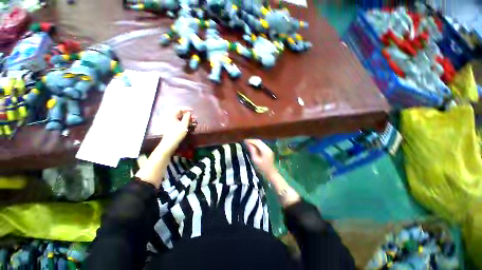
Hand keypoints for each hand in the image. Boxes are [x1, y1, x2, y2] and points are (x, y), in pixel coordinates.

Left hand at [159, 108, 192, 153]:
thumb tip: (189, 112)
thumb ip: (187, 117)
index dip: (186, 109)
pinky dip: (185, 122)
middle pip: (180, 113)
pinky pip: (180, 122)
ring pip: (180, 118)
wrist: (170, 143)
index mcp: (171, 115)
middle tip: (194, 117)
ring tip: (194, 121)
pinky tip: (190, 124)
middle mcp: (171, 117)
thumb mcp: (184, 125)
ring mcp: (172, 122)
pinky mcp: (173, 127)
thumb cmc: (177, 133)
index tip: (193, 111)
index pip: (179, 109)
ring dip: (187, 119)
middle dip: (188, 115)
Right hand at [245, 139, 276, 176]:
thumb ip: (252, 151)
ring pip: (261, 143)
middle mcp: (268, 148)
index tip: (244, 140)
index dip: (250, 140)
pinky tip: (253, 146)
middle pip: (259, 141)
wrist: (271, 174)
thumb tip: (248, 143)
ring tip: (247, 143)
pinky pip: (262, 145)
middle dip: (252, 140)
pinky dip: (257, 144)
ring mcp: (269, 149)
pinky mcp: (268, 151)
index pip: (257, 142)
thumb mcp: (255, 160)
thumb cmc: (262, 168)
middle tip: (245, 141)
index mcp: (265, 150)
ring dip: (254, 142)